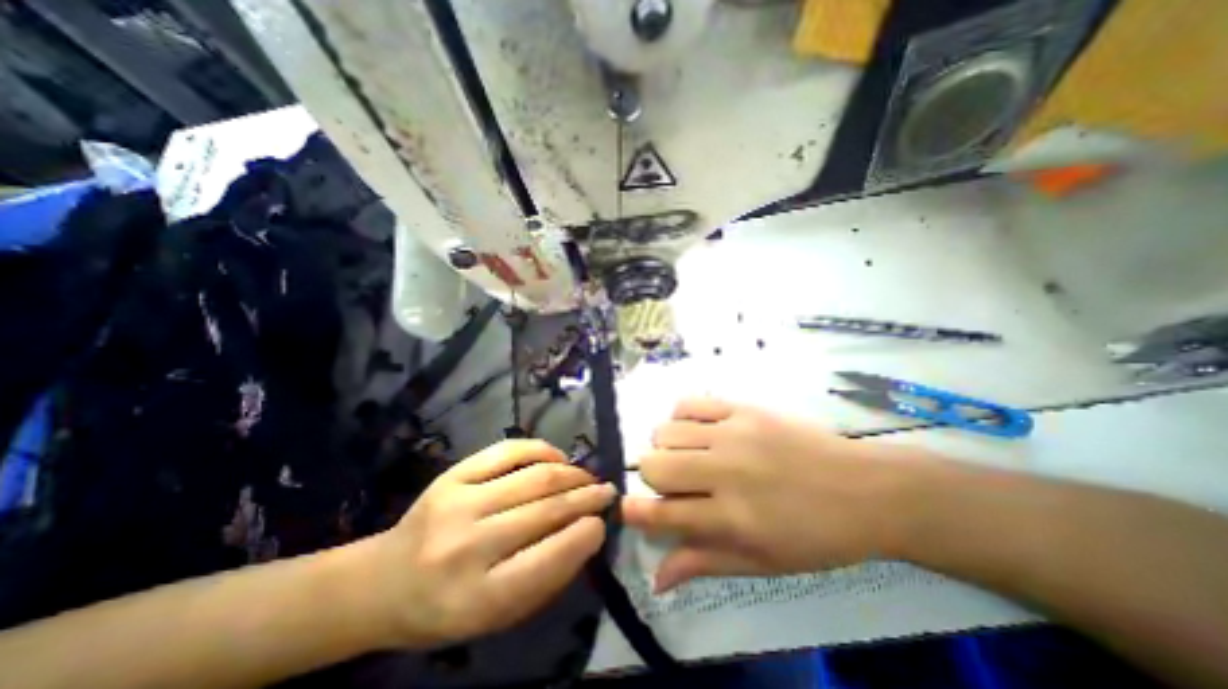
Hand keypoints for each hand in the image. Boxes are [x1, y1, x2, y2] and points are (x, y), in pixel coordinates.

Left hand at [360, 439, 614, 648]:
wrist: (383, 581)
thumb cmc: (445, 609)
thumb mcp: (496, 617)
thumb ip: (545, 579)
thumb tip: (587, 534)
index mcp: (476, 598)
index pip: (547, 560)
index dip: (584, 536)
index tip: (602, 524)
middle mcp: (467, 545)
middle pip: (544, 510)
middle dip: (586, 497)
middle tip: (607, 492)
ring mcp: (458, 502)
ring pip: (533, 477)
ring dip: (571, 474)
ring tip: (588, 477)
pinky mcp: (453, 474)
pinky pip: (509, 451)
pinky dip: (542, 450)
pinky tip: (559, 458)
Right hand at [626, 398, 921, 592]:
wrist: (864, 489)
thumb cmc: (815, 536)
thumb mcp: (761, 563)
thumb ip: (704, 563)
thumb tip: (656, 577)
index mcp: (732, 519)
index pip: (662, 513)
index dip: (633, 511)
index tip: (626, 508)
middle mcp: (726, 473)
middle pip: (654, 464)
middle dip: (650, 476)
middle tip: (672, 482)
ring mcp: (734, 434)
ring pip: (666, 431)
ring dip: (666, 446)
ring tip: (688, 454)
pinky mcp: (744, 408)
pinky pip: (691, 402)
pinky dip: (682, 415)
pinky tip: (698, 429)